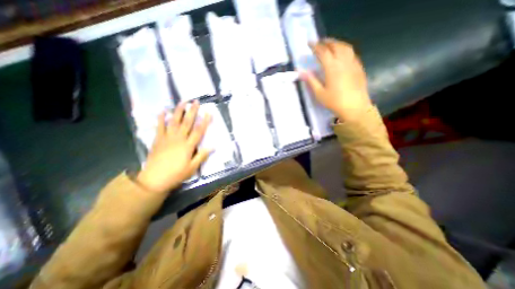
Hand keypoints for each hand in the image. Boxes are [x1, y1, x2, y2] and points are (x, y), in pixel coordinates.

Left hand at [135, 101, 212, 192]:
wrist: (154, 179)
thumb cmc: (176, 174)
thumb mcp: (192, 168)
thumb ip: (202, 156)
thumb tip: (213, 147)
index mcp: (188, 146)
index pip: (198, 131)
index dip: (204, 121)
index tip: (208, 112)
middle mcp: (178, 139)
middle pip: (187, 122)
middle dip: (192, 111)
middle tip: (196, 101)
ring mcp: (167, 138)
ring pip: (174, 121)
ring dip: (179, 111)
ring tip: (182, 102)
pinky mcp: (158, 139)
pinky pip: (159, 126)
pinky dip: (161, 118)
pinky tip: (163, 111)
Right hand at [300, 38, 371, 121]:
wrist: (355, 107)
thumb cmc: (335, 102)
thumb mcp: (319, 93)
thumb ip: (311, 81)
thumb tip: (302, 72)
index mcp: (332, 67)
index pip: (323, 52)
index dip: (315, 46)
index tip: (309, 43)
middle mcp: (343, 61)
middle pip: (335, 45)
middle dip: (326, 42)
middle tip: (319, 42)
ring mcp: (353, 63)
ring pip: (345, 47)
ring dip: (336, 43)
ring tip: (330, 45)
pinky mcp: (359, 67)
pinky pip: (351, 53)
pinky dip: (344, 49)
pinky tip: (341, 54)